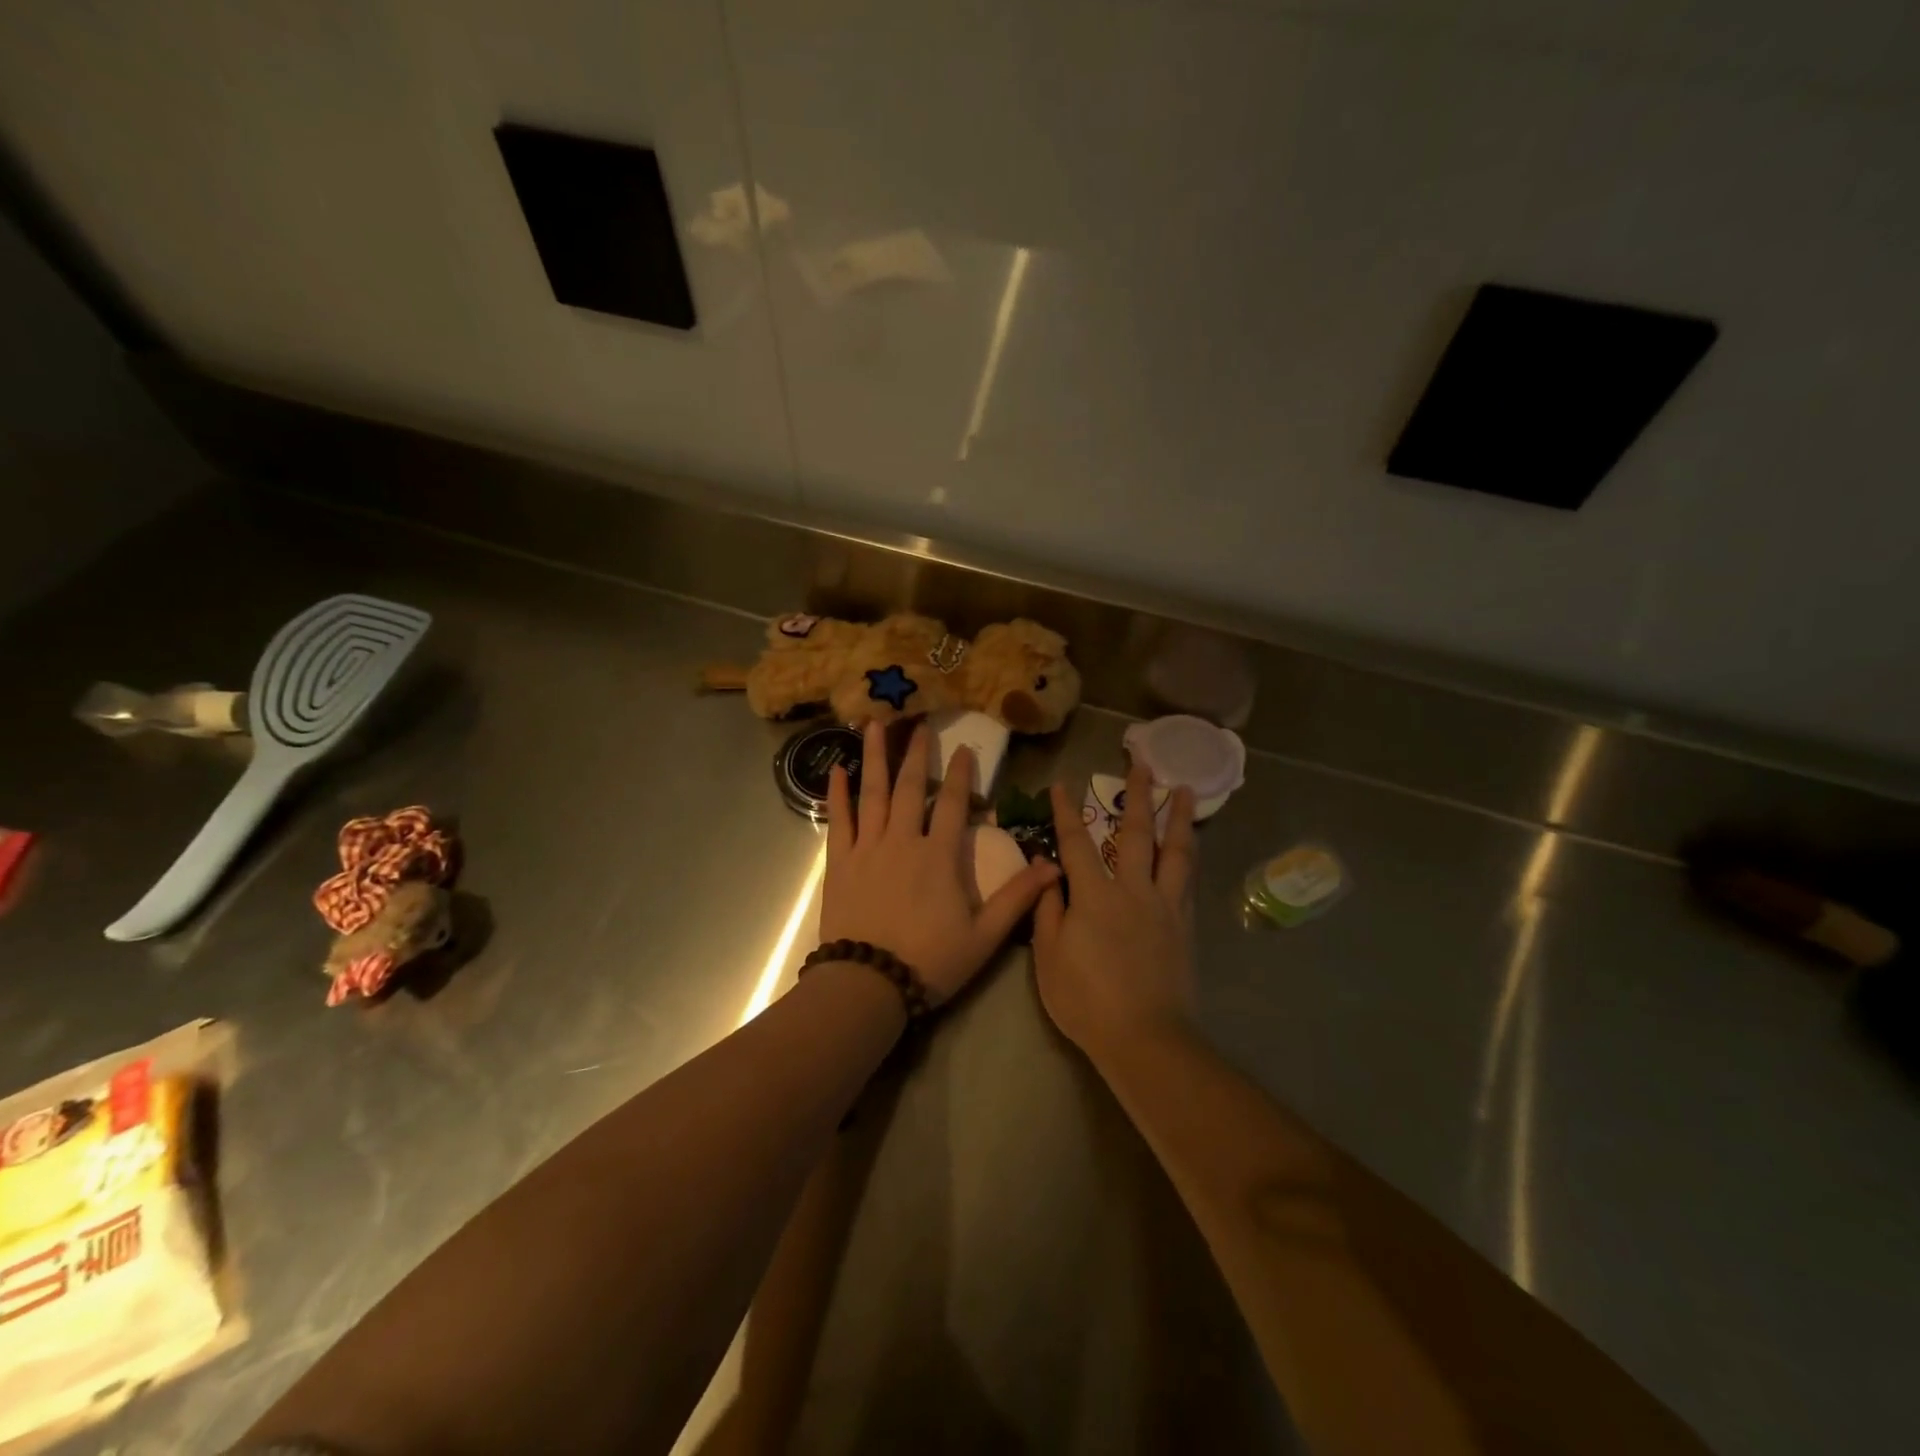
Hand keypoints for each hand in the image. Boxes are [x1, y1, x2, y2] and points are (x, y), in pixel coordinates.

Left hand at [822, 720, 1058, 1006]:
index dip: (959, 774)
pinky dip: (837, 794)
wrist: (869, 984)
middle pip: (910, 788)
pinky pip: (839, 820)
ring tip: (874, 725)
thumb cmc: (930, 961)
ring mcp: (867, 849)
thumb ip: (1018, 898)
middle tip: (918, 723)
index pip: (953, 804)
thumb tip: (1054, 866)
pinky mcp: (840, 863)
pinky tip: (836, 769)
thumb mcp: (985, 936)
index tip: (963, 747)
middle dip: (917, 754)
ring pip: (872, 793)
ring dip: (875, 758)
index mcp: (939, 856)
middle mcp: (903, 841)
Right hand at [1033, 761, 1197, 1060]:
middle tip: (1143, 761)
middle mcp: (1132, 889)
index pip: (1076, 842)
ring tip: (1183, 789)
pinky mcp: (1183, 925)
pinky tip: (1190, 847)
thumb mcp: (1049, 958)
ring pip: (1174, 851)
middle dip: (1137, 794)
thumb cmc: (1086, 1000)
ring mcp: (1163, 906)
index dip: (1065, 811)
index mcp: (1094, 895)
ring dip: (1177, 817)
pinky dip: (1189, 856)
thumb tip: (1048, 874)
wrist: (1145, 1037)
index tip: (1061, 784)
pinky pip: (1187, 880)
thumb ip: (1048, 910)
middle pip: (1134, 833)